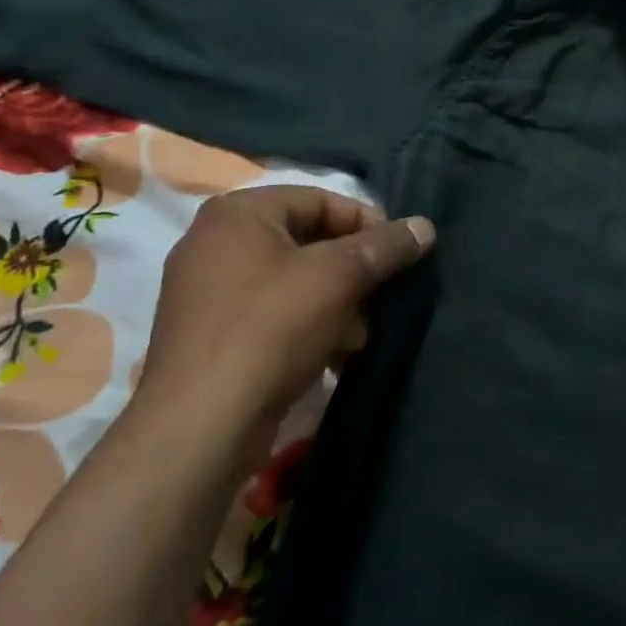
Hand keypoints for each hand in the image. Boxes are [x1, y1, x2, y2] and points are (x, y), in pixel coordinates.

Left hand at [141, 184, 433, 423]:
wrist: (201, 425)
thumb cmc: (270, 329)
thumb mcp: (338, 278)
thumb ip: (385, 247)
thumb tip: (425, 226)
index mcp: (238, 212)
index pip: (320, 200)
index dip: (367, 224)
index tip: (400, 256)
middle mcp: (216, 242)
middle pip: (307, 241)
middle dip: (353, 270)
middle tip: (383, 297)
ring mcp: (207, 290)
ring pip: (293, 281)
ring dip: (336, 303)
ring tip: (360, 335)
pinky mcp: (211, 334)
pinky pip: (272, 314)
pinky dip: (307, 326)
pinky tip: (334, 355)